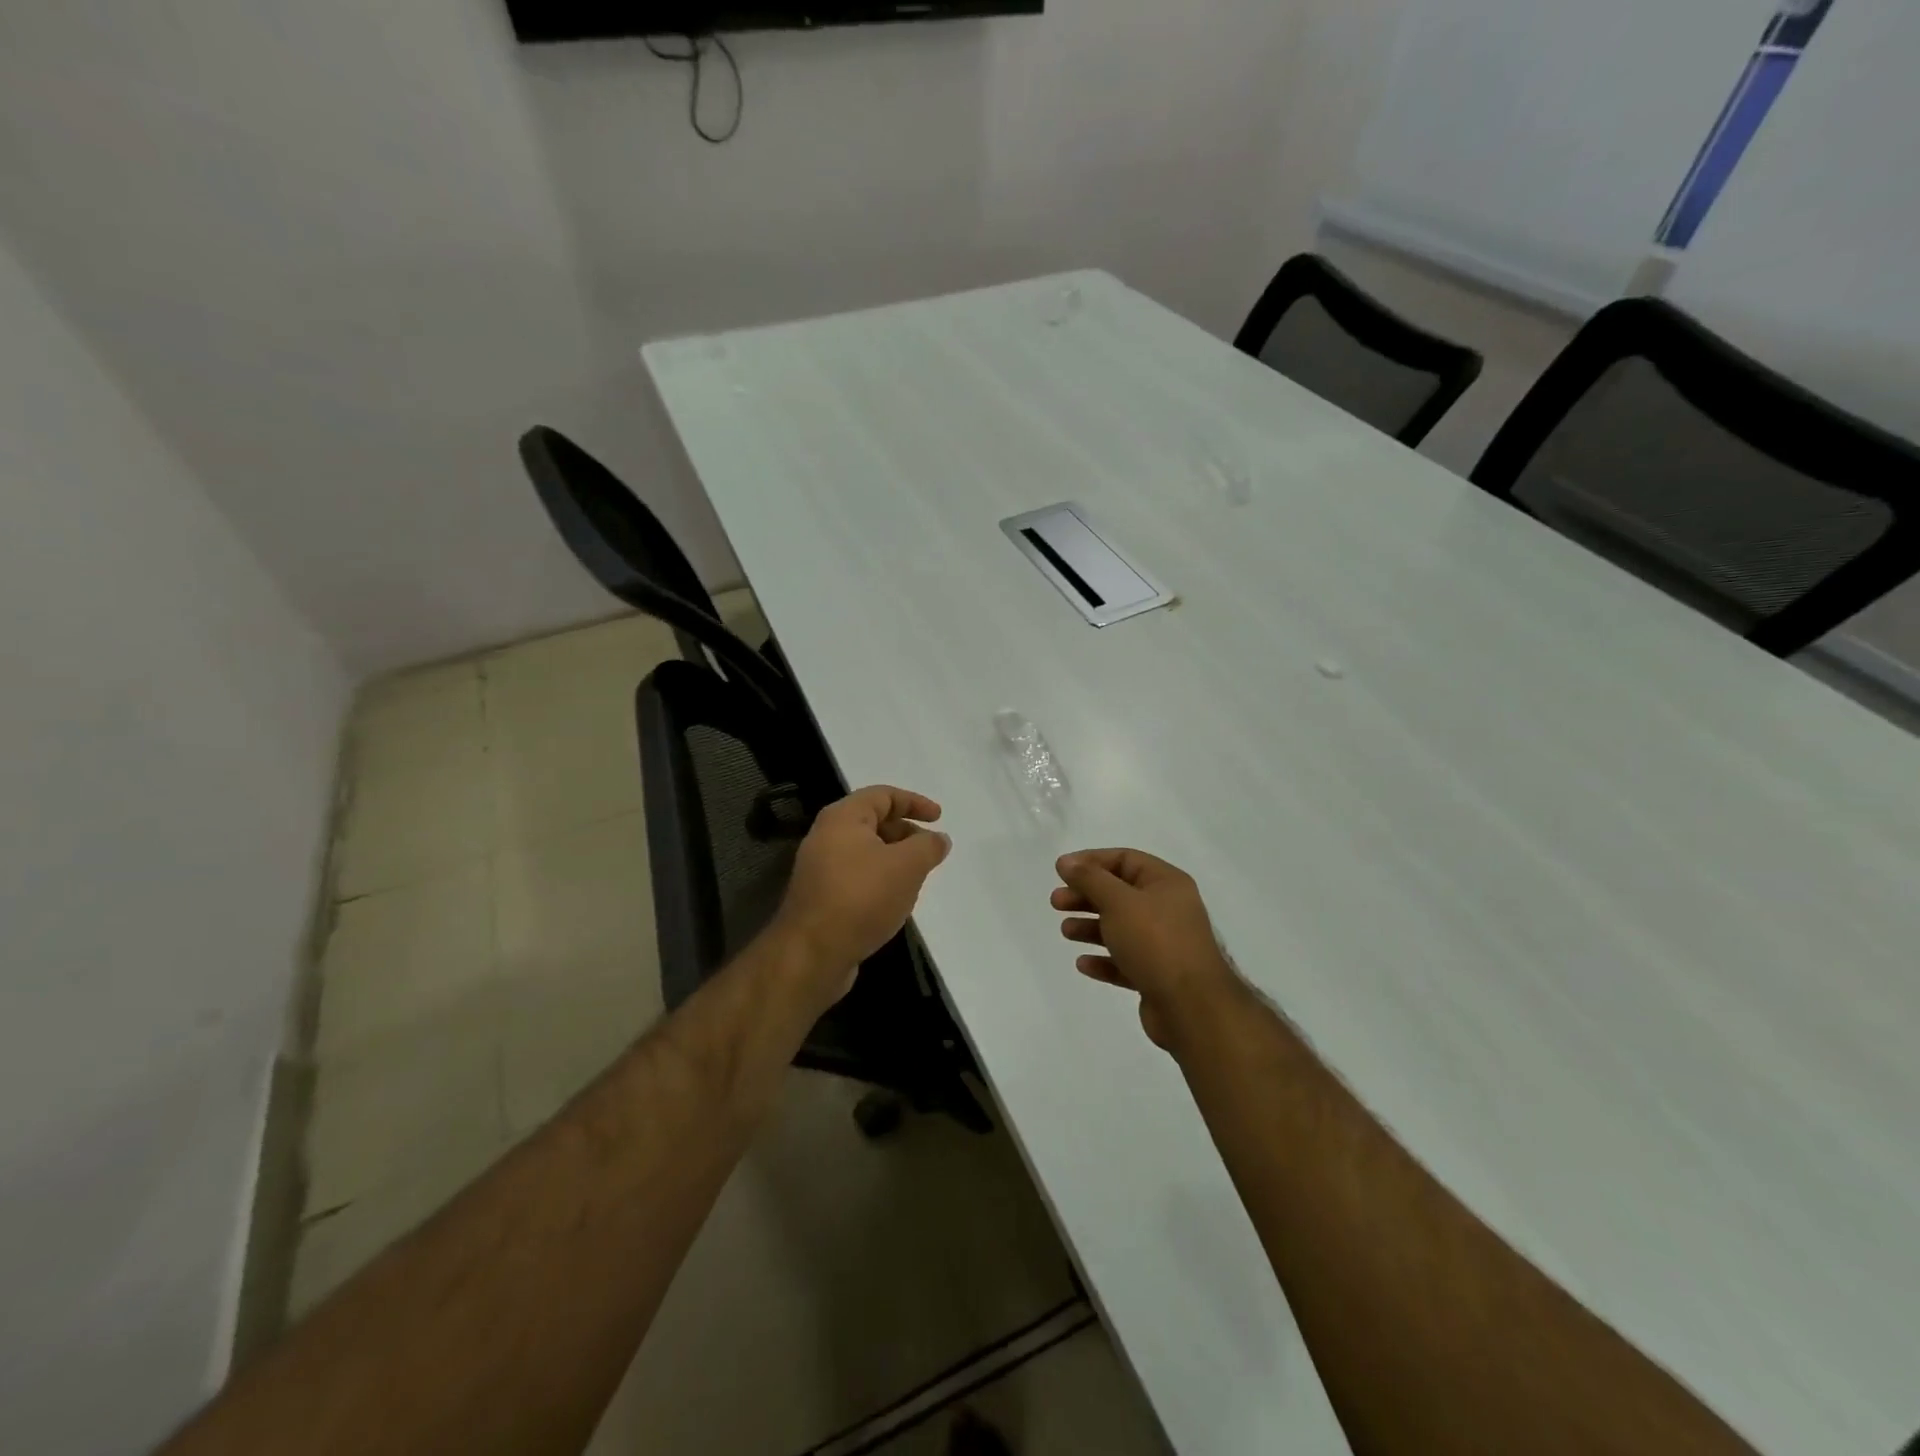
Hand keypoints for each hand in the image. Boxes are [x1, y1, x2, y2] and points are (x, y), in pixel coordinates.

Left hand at [771, 786, 950, 1004]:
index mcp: (843, 818)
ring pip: (866, 851)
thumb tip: (938, 839)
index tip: (940, 819)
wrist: (812, 953)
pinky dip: (880, 879)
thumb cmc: (862, 897)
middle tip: (930, 851)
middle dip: (906, 832)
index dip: (915, 802)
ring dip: (895, 858)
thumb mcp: (907, 866)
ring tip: (918, 877)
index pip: (883, 795)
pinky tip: (894, 900)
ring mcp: (820, 868)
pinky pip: (857, 876)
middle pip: (873, 821)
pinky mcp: (821, 897)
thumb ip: (928, 846)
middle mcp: (826, 836)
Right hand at [1052, 849, 1242, 1050]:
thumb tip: (1066, 861)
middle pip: (1120, 894)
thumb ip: (1090, 878)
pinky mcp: (1158, 975)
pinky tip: (1083, 963)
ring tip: (1066, 931)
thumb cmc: (1155, 941)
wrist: (1192, 1007)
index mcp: (1166, 883)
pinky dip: (1104, 959)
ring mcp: (1165, 944)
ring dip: (1091, 926)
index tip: (1061, 871)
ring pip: (1121, 928)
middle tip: (1056, 902)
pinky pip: (1125, 960)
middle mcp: (1168, 909)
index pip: (1125, 860)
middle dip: (1086, 895)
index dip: (1091, 862)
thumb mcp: (1118, 901)